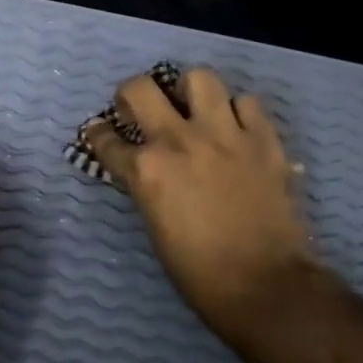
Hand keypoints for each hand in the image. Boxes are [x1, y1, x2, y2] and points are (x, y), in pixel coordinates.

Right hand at [82, 67, 314, 356]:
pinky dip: (237, 111)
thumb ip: (146, 186)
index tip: (100, 134)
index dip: (98, 135)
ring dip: (189, 91)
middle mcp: (179, 140)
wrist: (264, 284)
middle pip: (141, 88)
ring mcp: (224, 134)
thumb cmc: (198, 270)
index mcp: (146, 170)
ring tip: (193, 109)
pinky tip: (235, 129)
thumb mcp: (154, 225)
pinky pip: (247, 102)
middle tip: (139, 109)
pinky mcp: (264, 139)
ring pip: (199, 78)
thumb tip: (143, 170)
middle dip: (130, 95)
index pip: (106, 139)